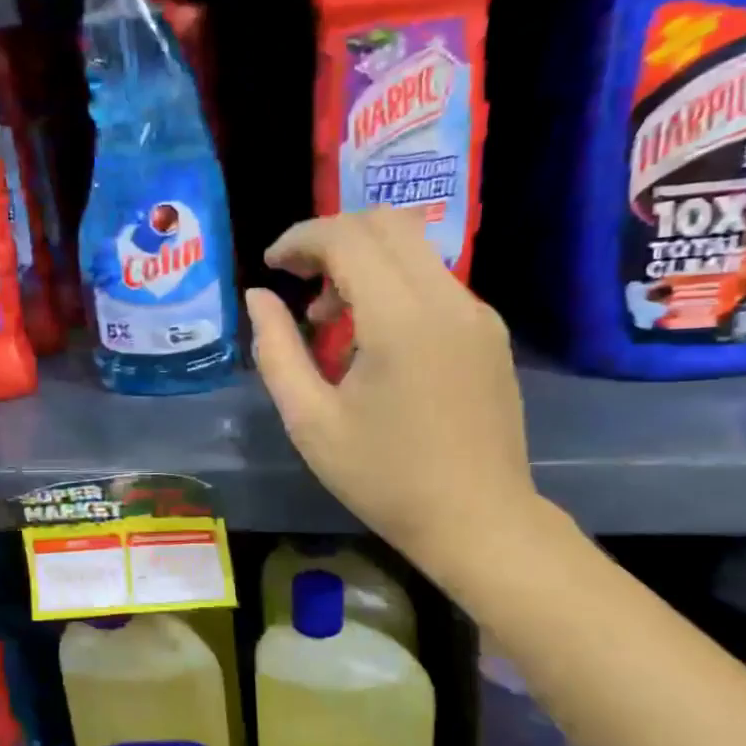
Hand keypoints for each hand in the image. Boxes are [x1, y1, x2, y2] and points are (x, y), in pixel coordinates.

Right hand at [246, 209, 542, 579]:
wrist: (478, 521)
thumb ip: (276, 350)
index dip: (300, 239)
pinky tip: (370, 339)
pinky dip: (391, 285)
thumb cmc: (384, 478)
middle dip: (331, 238)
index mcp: (401, 320)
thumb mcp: (310, 421)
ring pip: (413, 249)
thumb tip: (258, 297)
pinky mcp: (488, 333)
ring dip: (362, 262)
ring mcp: (476, 314)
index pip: (349, 238)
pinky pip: (433, 281)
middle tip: (295, 279)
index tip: (270, 266)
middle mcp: (448, 301)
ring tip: (327, 321)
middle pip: (386, 223)